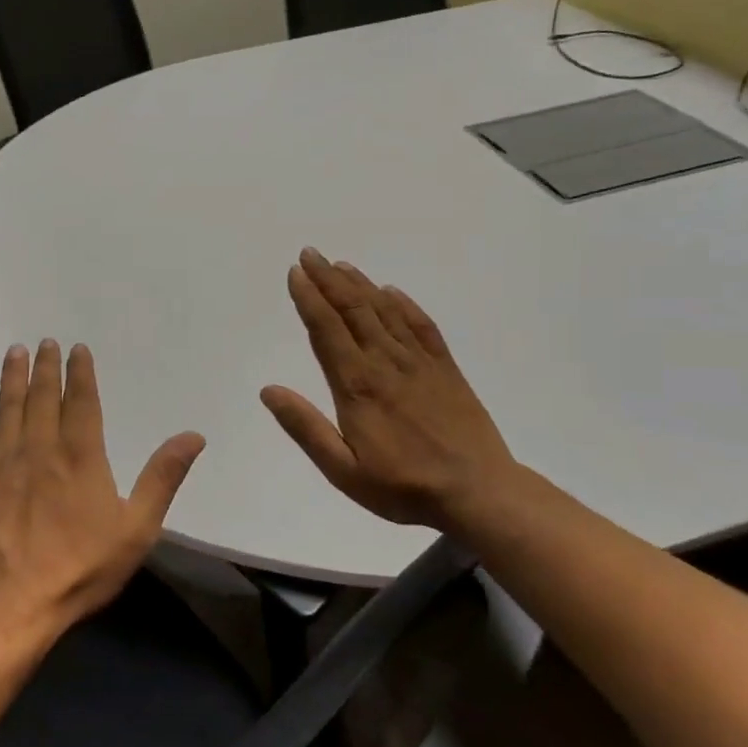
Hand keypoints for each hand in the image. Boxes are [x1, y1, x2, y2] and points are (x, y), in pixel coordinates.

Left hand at [0, 340, 206, 638]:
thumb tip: (193, 436)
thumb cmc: (79, 567)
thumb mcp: (136, 529)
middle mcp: (41, 447)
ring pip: (9, 406)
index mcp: (81, 455)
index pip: (82, 402)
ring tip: (15, 351)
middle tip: (45, 342)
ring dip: (13, 376)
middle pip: (44, 396)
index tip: (77, 349)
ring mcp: (2, 460)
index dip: (81, 373)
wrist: (10, 603)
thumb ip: (162, 478)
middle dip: (46, 367)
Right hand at [261, 250, 522, 545]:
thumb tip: (269, 390)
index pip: (326, 330)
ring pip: (384, 312)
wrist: (478, 493)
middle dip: (328, 280)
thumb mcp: (344, 470)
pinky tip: (391, 292)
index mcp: (357, 386)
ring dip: (360, 285)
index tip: (296, 273)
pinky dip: (404, 305)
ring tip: (341, 265)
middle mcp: (386, 363)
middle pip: (353, 310)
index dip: (309, 299)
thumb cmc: (403, 487)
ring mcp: (419, 363)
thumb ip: (306, 428)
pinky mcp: (445, 369)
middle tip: (311, 254)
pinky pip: (422, 326)